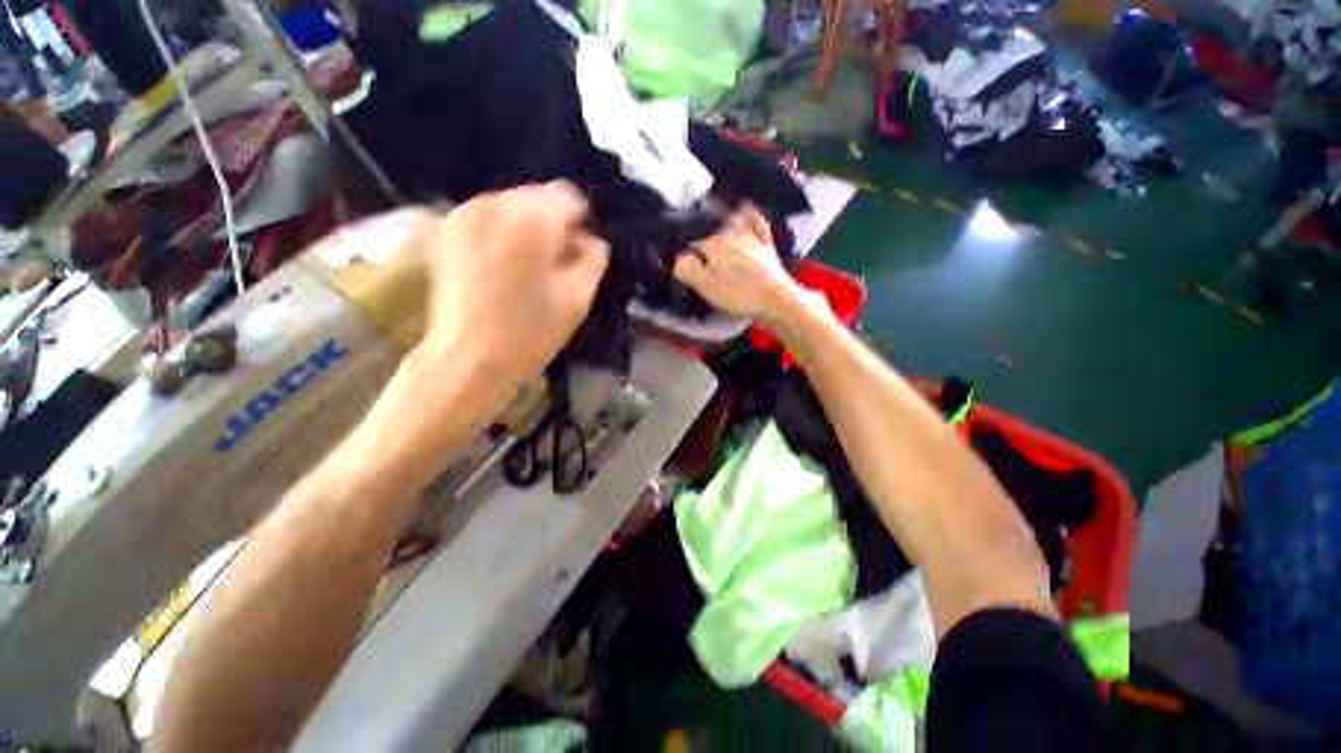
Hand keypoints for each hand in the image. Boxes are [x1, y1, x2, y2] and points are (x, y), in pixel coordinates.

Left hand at [418, 182, 608, 383]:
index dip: (580, 227)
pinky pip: (489, 217)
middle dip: (552, 225)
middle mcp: (493, 205)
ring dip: (528, 229)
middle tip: (554, 265)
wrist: (468, 360)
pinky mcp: (447, 231)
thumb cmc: (530, 333)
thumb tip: (589, 240)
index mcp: (531, 221)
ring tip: (528, 269)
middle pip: (538, 197)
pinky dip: (504, 233)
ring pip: (513, 205)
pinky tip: (503, 267)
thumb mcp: (578, 298)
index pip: (568, 199)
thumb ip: (594, 258)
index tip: (578, 257)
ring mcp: (464, 215)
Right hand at [673, 205, 800, 320]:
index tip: (684, 261)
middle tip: (695, 241)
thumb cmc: (738, 294)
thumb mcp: (706, 287)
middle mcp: (731, 235)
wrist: (775, 298)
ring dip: (722, 217)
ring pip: (733, 221)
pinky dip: (751, 214)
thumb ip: (688, 270)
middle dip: (703, 233)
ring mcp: (751, 237)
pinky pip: (758, 223)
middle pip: (712, 230)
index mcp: (714, 245)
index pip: (694, 242)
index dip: (687, 251)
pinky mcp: (767, 245)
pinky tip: (747, 207)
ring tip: (713, 213)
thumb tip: (678, 258)